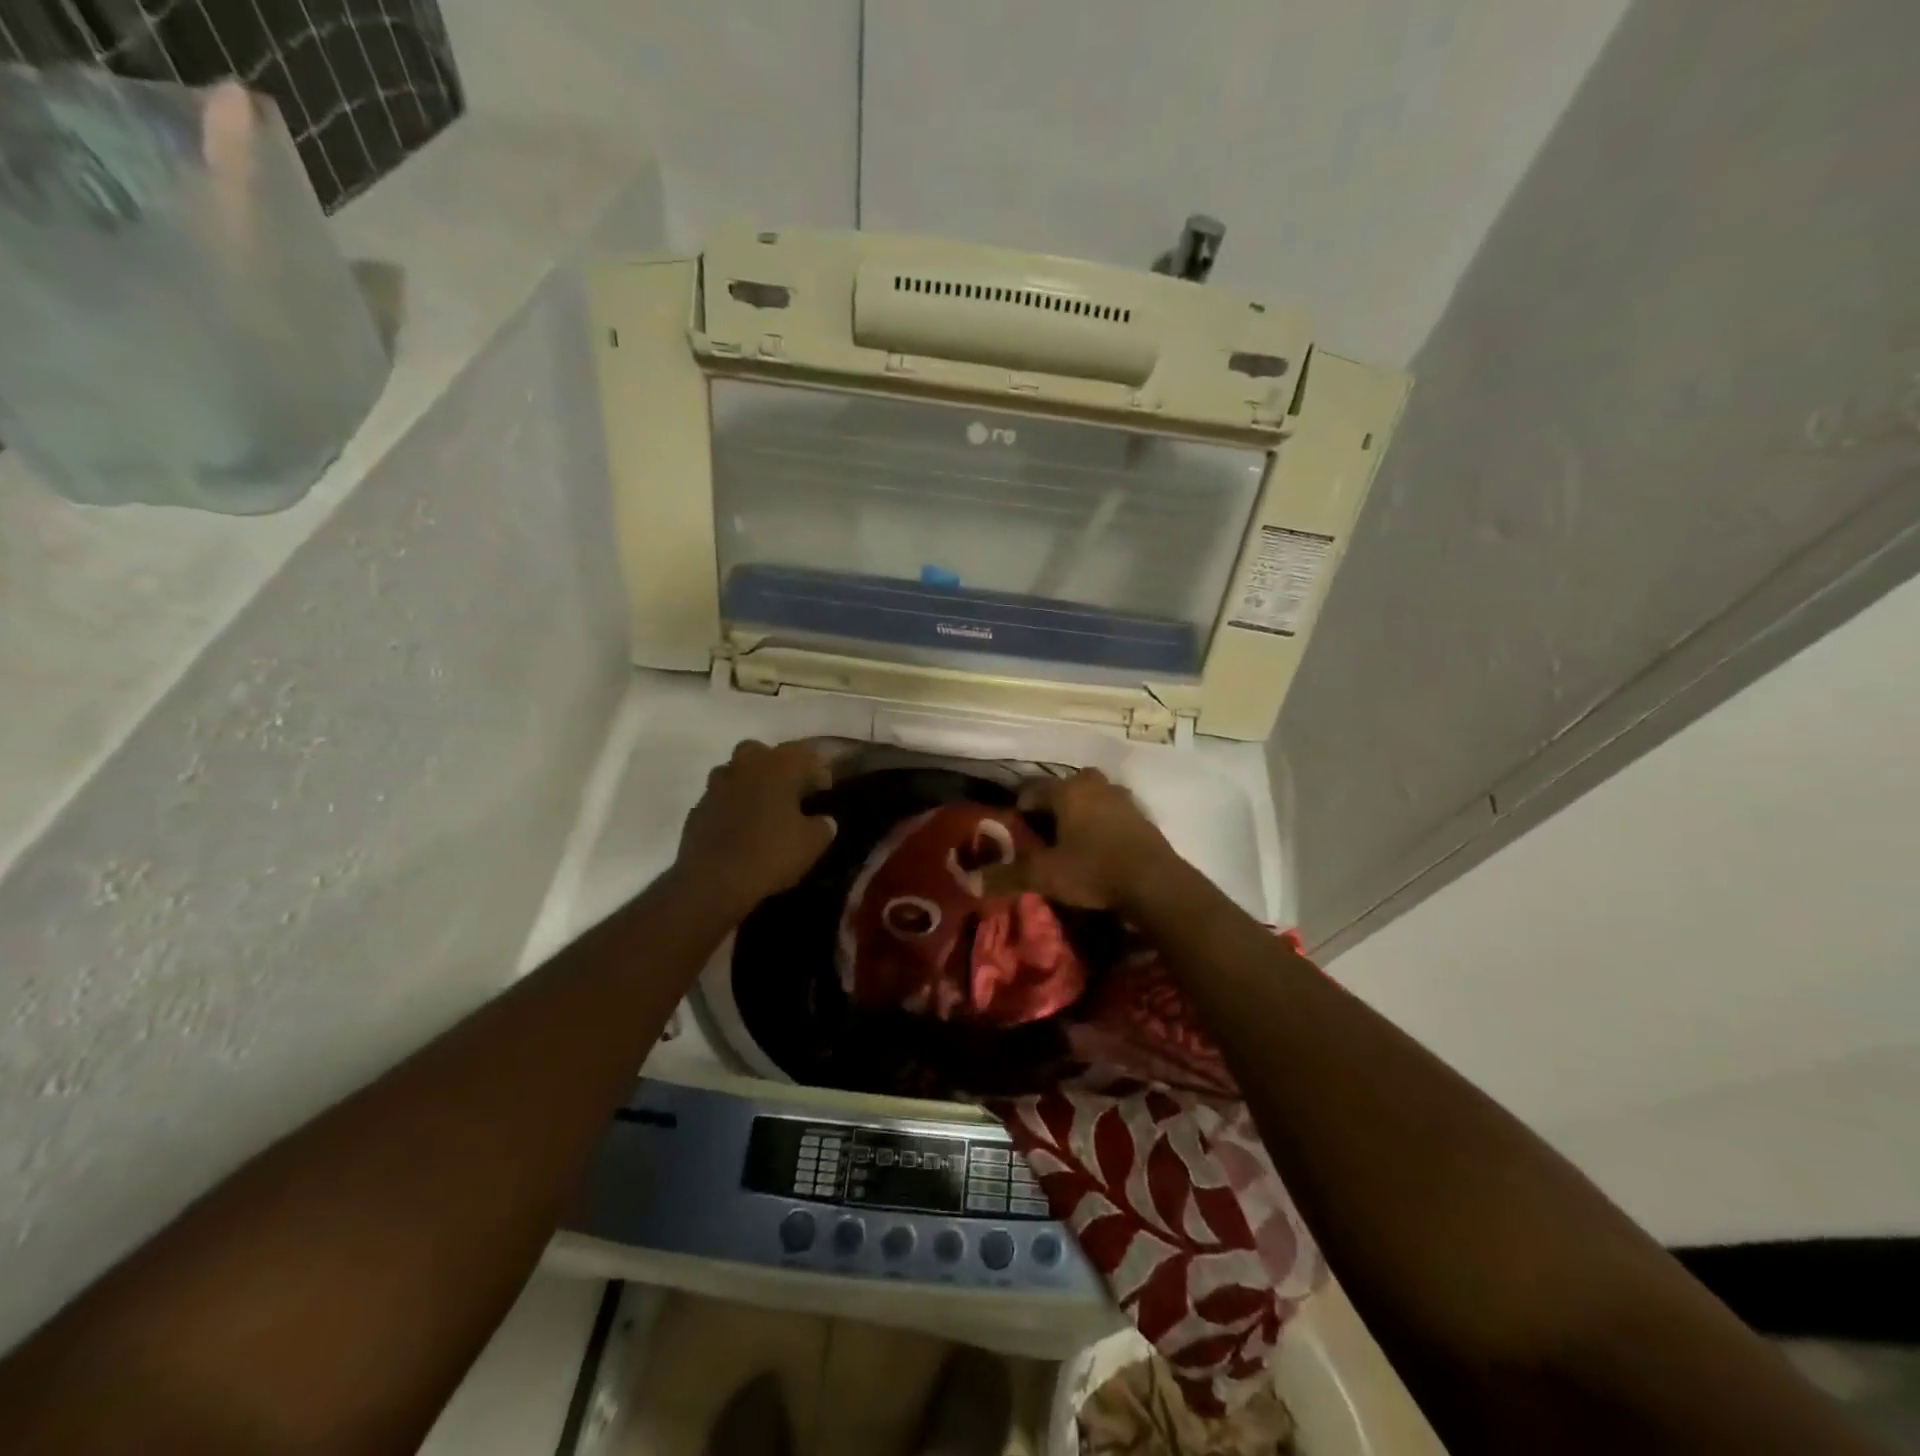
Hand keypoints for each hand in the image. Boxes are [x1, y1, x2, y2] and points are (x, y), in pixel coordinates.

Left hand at [673, 740, 836, 917]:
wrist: (713, 882)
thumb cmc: (770, 854)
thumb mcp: (812, 843)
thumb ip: (823, 825)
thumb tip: (824, 820)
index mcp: (776, 767)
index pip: (803, 754)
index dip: (817, 770)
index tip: (825, 789)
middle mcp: (743, 767)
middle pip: (761, 753)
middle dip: (777, 766)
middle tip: (790, 790)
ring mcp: (715, 787)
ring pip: (736, 773)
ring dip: (750, 784)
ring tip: (764, 809)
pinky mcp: (697, 810)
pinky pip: (721, 799)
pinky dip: (732, 807)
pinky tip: (742, 829)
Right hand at [988, 769, 1180, 913]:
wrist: (1155, 883)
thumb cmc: (1093, 870)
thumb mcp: (1045, 876)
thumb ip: (1008, 875)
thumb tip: (970, 881)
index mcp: (1067, 790)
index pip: (1032, 790)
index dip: (1019, 808)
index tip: (1014, 829)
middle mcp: (1094, 785)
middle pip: (1064, 788)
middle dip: (1052, 805)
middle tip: (1043, 832)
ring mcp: (1122, 797)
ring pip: (1091, 797)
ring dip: (1079, 812)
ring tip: (1070, 839)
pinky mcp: (1142, 816)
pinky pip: (1112, 812)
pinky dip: (1101, 823)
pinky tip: (1099, 847)